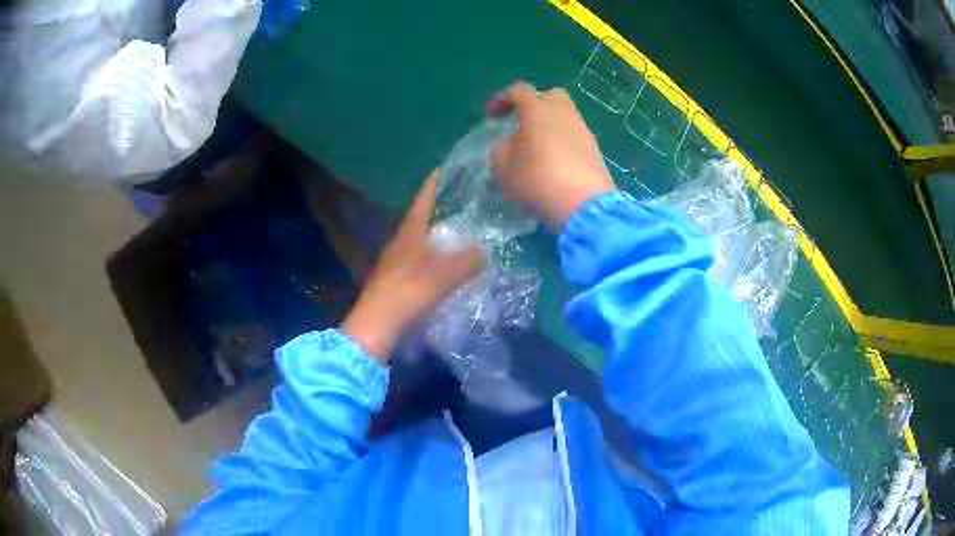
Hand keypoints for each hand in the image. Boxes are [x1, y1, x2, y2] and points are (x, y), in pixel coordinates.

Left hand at [341, 170, 482, 363]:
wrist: (376, 326)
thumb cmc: (408, 292)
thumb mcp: (444, 275)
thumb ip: (468, 261)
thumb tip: (484, 253)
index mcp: (409, 232)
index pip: (424, 199)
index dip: (435, 182)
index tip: (446, 168)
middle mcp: (399, 242)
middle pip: (421, 218)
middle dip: (439, 208)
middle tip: (463, 203)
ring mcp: (394, 262)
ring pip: (419, 241)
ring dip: (436, 235)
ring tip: (459, 233)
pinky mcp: (394, 281)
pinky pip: (418, 260)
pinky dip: (432, 257)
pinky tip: (443, 266)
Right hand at [488, 82, 616, 228]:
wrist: (584, 203)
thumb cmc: (538, 179)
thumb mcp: (504, 167)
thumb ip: (501, 150)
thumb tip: (509, 145)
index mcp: (538, 109)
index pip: (519, 91)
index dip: (503, 99)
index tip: (492, 115)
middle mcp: (563, 111)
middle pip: (550, 96)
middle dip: (534, 104)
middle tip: (522, 123)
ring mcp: (582, 128)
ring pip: (565, 115)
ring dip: (550, 124)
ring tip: (537, 146)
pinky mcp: (594, 147)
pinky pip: (574, 134)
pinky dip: (562, 140)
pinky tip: (554, 160)